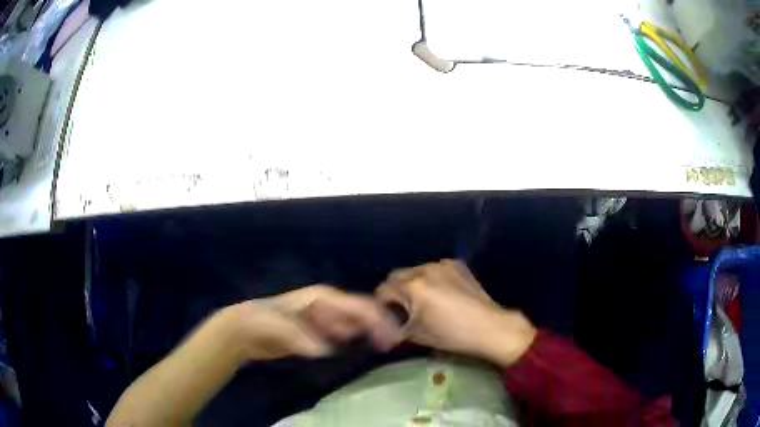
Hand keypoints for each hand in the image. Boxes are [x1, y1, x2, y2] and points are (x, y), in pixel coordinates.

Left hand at [227, 285, 401, 360]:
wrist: (245, 330)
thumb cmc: (262, 322)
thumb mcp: (278, 328)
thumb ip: (301, 338)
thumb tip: (325, 351)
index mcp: (322, 298)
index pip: (358, 305)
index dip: (377, 319)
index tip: (392, 338)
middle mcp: (327, 305)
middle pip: (361, 312)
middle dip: (378, 326)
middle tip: (392, 345)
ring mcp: (323, 318)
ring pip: (354, 323)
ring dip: (369, 333)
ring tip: (383, 348)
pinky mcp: (318, 331)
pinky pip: (342, 334)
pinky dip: (353, 341)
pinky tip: (359, 350)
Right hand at [376, 260, 536, 366]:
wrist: (489, 327)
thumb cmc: (451, 334)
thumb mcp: (416, 335)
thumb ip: (393, 329)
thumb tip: (380, 334)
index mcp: (413, 286)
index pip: (383, 291)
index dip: (381, 306)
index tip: (386, 318)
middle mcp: (424, 269)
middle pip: (396, 276)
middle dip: (394, 292)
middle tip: (401, 311)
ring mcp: (442, 265)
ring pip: (415, 271)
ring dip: (412, 284)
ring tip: (422, 303)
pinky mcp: (457, 265)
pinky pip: (433, 270)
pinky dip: (430, 280)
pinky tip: (440, 295)